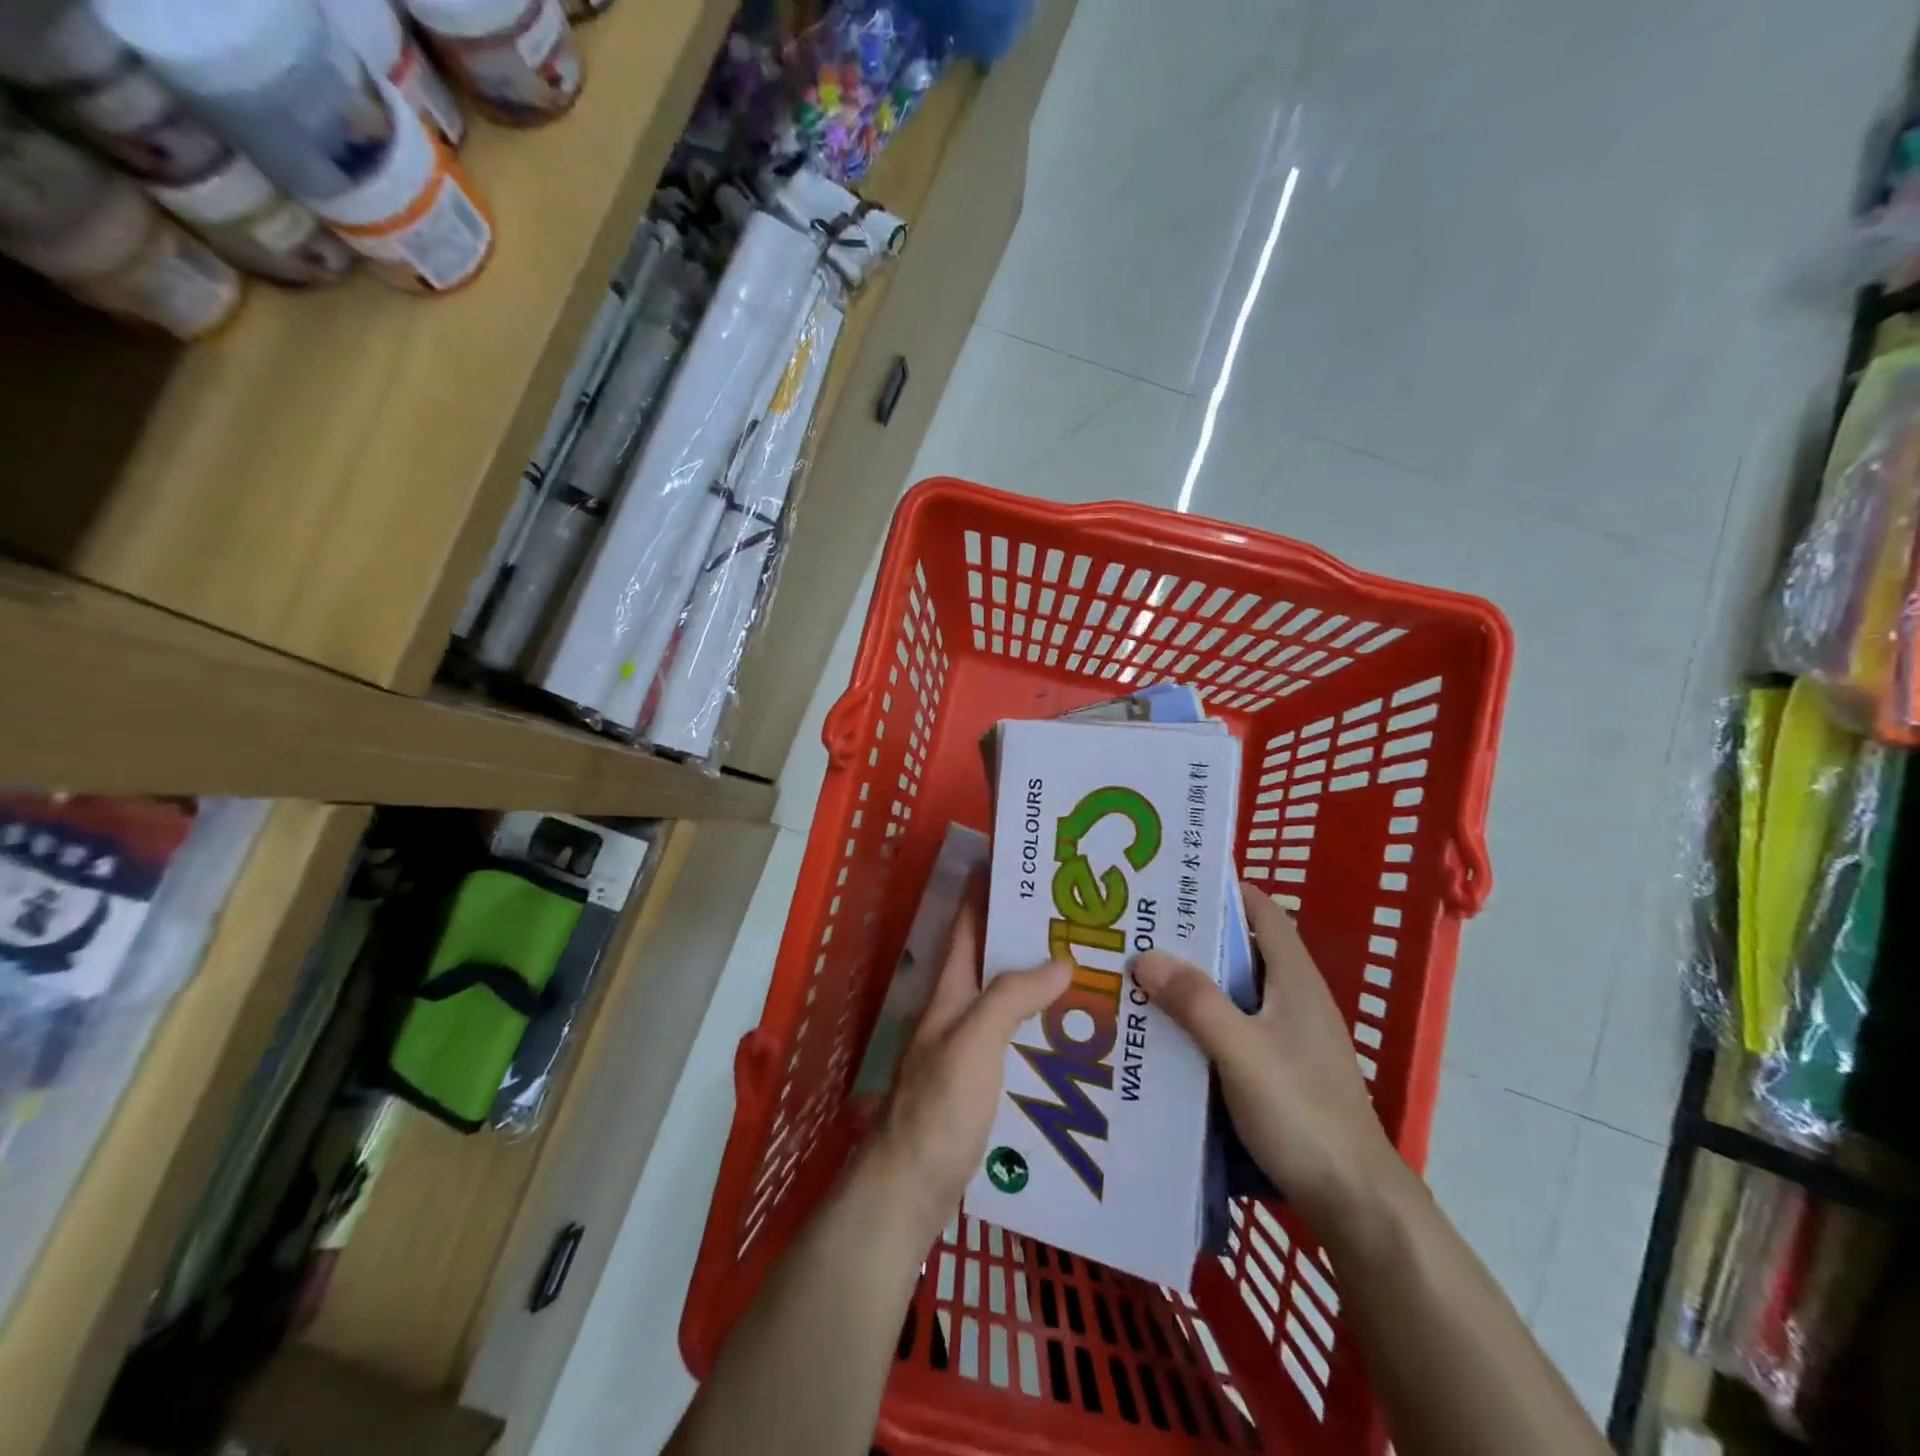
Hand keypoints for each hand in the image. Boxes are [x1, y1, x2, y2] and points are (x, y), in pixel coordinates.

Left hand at [867, 898, 1070, 1237]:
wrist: (909, 1190)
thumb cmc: (938, 1109)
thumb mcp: (974, 1043)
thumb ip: (1012, 998)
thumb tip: (1061, 959)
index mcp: (951, 990)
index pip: (969, 924)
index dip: (990, 890)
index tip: (1028, 867)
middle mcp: (959, 1011)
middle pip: (995, 961)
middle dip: (1032, 937)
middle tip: (1085, 923)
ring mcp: (970, 1048)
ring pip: (1011, 1002)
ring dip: (1044, 986)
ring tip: (1096, 974)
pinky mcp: (983, 1084)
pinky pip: (1020, 1043)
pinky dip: (1046, 1032)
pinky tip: (1080, 1040)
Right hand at [1134, 882, 1402, 1229]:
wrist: (1355, 1203)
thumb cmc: (1304, 1114)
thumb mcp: (1242, 1053)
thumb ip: (1196, 1002)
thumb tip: (1145, 955)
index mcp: (1294, 979)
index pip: (1262, 911)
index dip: (1223, 889)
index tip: (1172, 882)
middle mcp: (1293, 998)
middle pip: (1241, 948)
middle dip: (1193, 936)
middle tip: (1139, 928)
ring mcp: (1288, 1036)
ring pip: (1233, 990)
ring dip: (1192, 980)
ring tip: (1139, 973)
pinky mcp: (1279, 1068)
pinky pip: (1232, 1025)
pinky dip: (1200, 1017)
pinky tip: (1165, 1030)